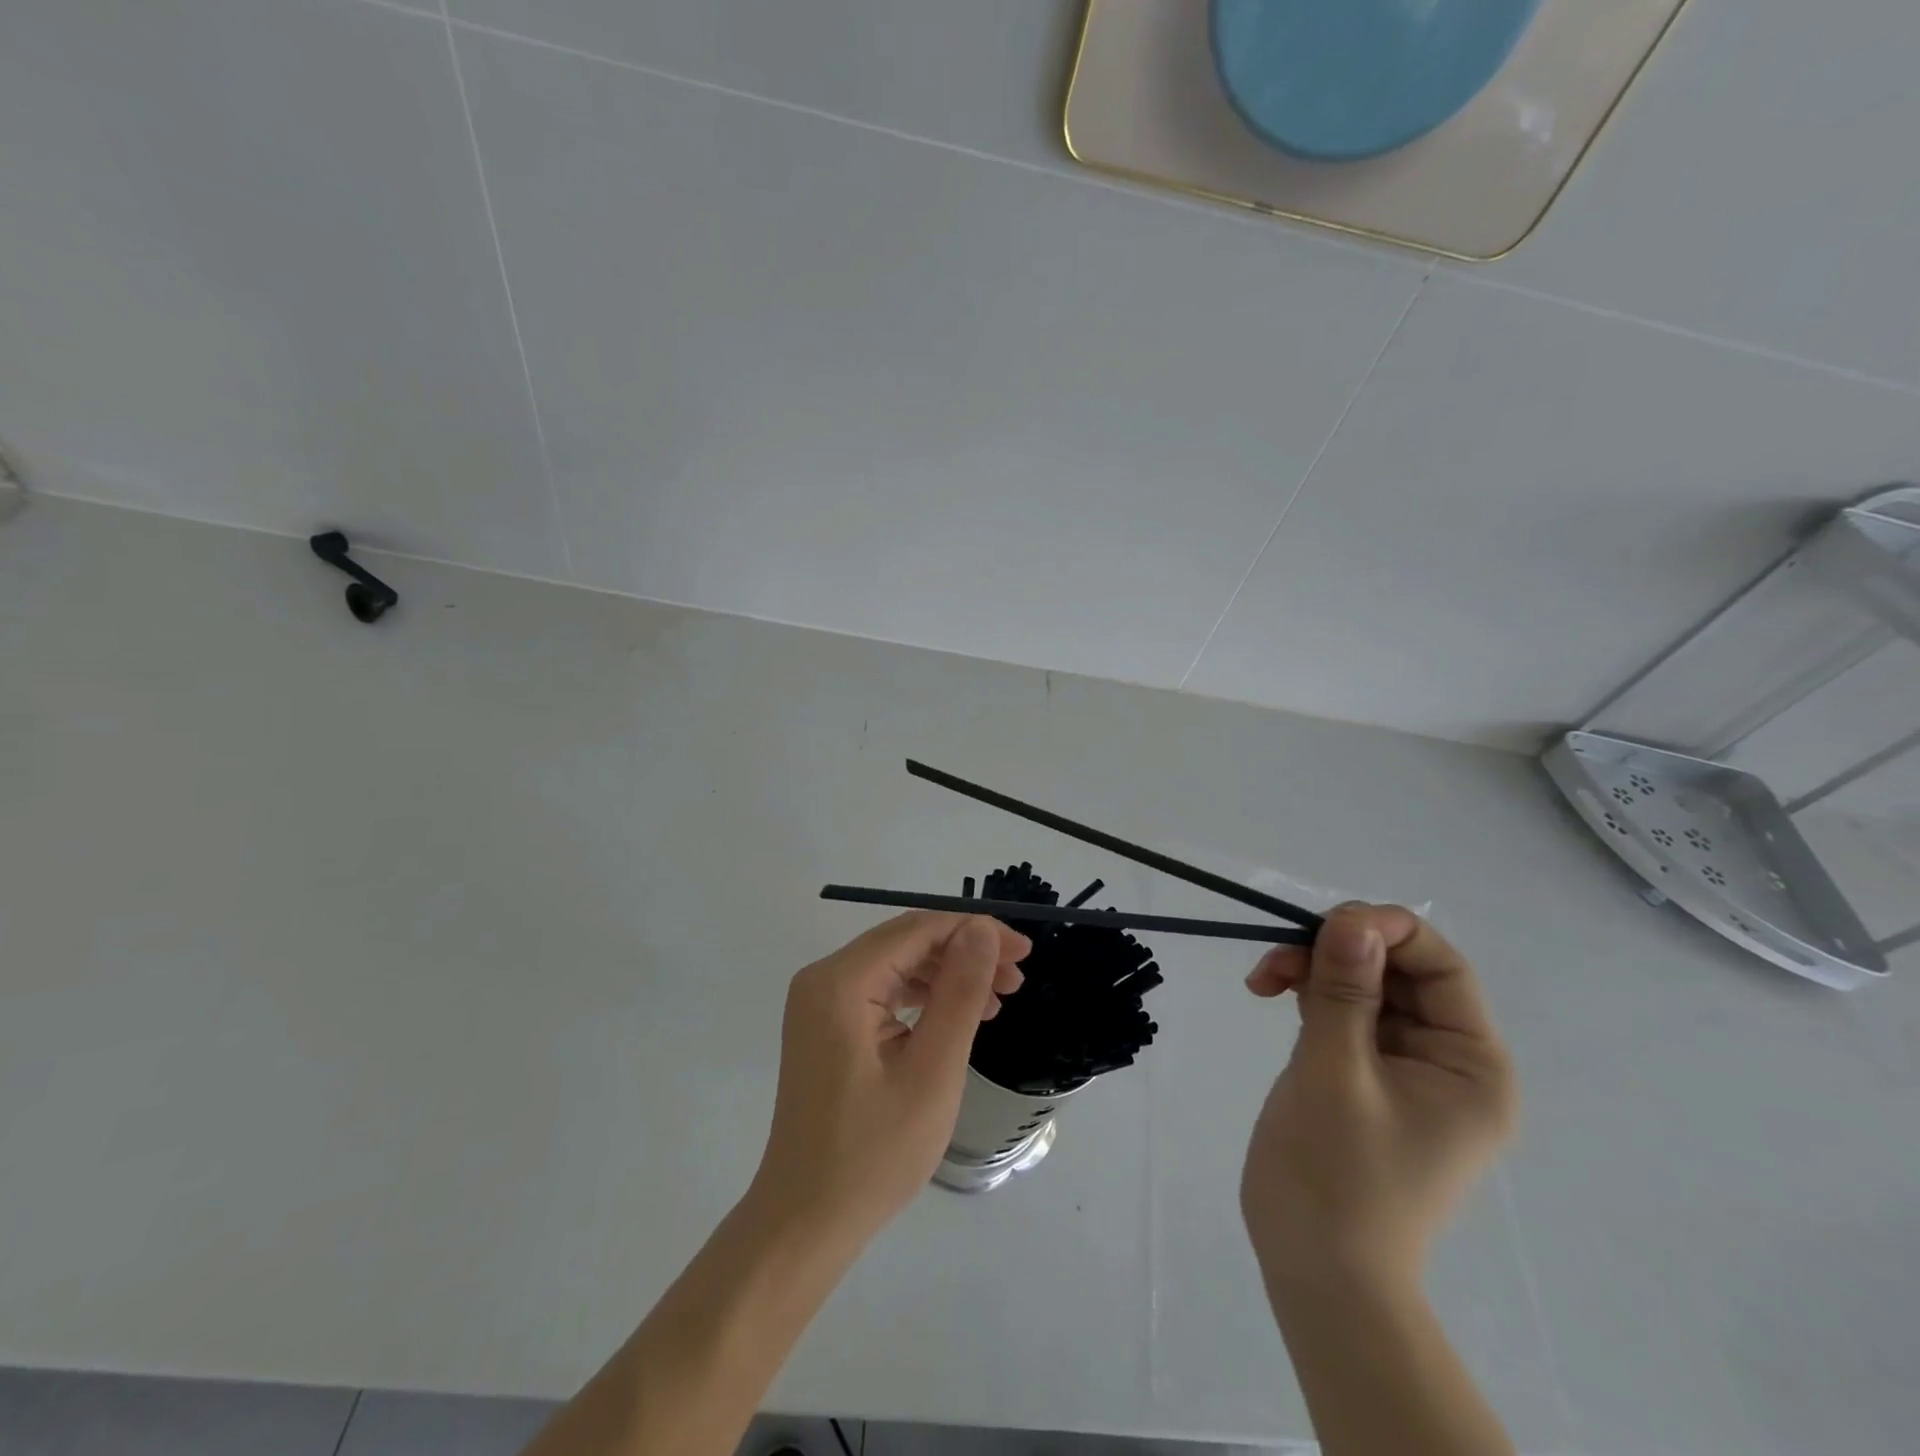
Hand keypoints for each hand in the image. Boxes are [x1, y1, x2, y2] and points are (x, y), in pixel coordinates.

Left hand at [747, 913, 1029, 1245]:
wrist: (805, 1222)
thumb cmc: (874, 1153)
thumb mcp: (932, 1071)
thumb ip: (959, 992)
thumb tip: (981, 930)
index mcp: (841, 981)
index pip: (918, 928)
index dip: (975, 930)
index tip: (1024, 951)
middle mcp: (824, 978)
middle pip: (906, 943)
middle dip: (964, 953)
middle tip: (1016, 981)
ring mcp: (820, 1003)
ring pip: (897, 965)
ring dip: (947, 975)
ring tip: (997, 1002)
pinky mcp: (826, 1026)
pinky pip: (881, 992)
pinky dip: (922, 998)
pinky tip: (957, 1018)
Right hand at [1240, 904, 1515, 1294]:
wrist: (1316, 1269)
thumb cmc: (1337, 1175)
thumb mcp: (1337, 1072)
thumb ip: (1346, 991)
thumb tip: (1353, 919)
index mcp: (1471, 1065)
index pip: (1442, 968)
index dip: (1387, 931)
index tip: (1324, 922)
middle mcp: (1447, 1060)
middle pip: (1397, 971)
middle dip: (1337, 951)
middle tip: (1276, 954)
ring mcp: (1401, 1067)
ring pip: (1362, 985)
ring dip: (1313, 968)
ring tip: (1262, 978)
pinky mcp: (1361, 1073)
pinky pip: (1341, 1011)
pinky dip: (1307, 993)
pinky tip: (1268, 991)